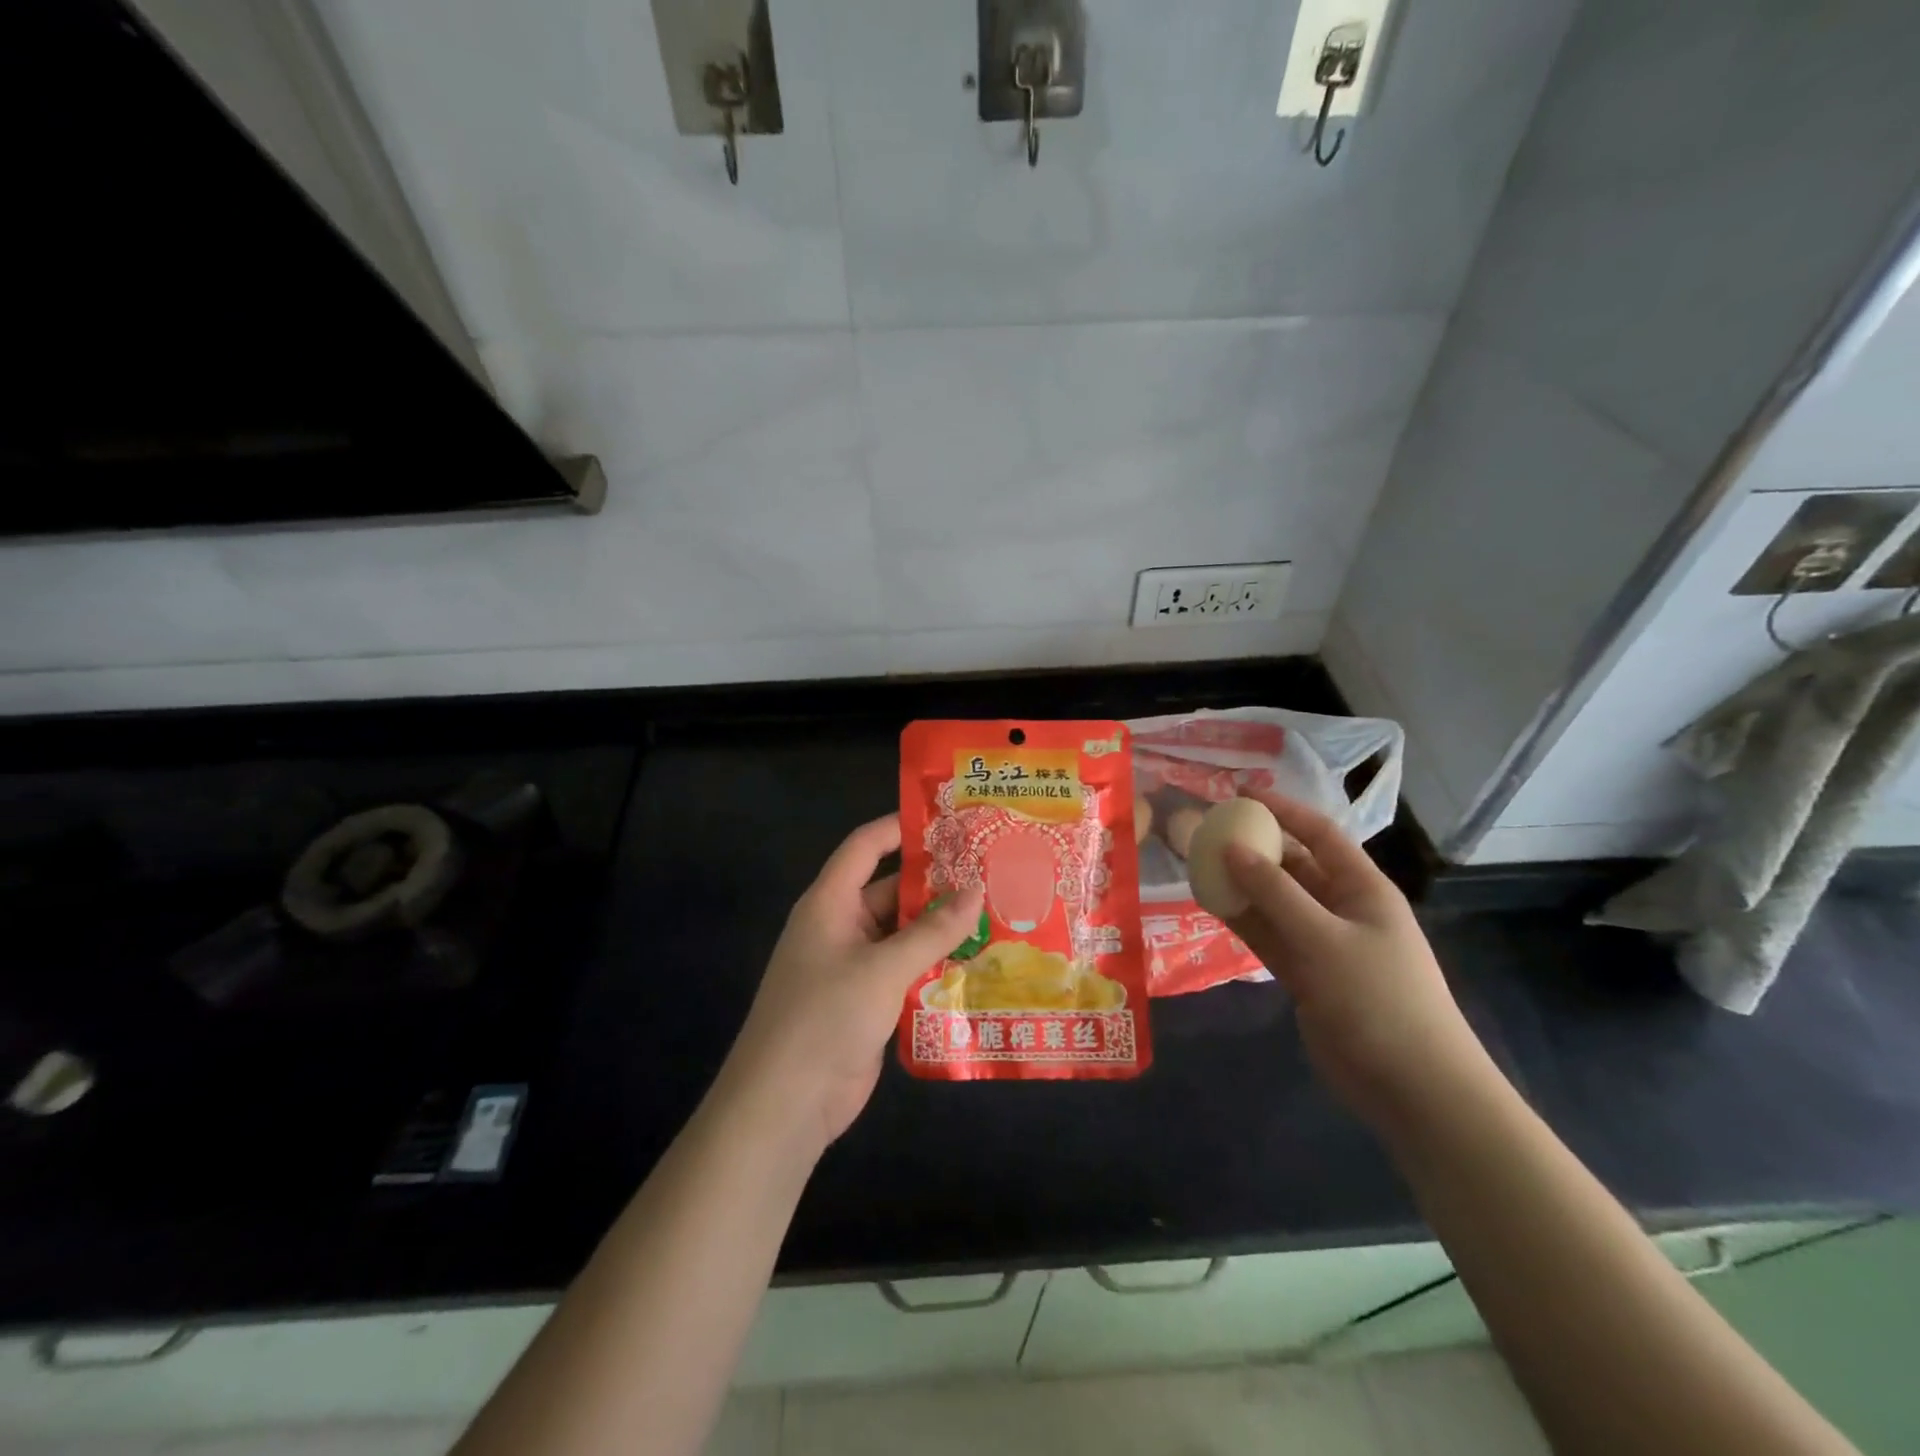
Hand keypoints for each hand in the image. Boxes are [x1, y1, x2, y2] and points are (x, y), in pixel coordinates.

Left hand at [722, 815, 985, 1151]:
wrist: (785, 1104)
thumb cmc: (826, 1018)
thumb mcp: (883, 968)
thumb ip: (933, 931)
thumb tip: (977, 890)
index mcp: (831, 903)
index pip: (865, 847)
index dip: (901, 827)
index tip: (949, 820)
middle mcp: (841, 926)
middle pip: (892, 891)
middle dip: (938, 884)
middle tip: (992, 874)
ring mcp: (854, 966)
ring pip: (904, 934)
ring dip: (942, 928)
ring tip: (997, 914)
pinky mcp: (867, 1001)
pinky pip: (905, 970)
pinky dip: (935, 965)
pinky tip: (977, 963)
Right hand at [1222, 792, 1492, 1133]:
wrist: (1411, 1088)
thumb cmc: (1378, 999)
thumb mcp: (1324, 939)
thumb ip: (1274, 893)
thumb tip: (1232, 848)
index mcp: (1363, 889)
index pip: (1319, 834)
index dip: (1283, 810)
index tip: (1239, 795)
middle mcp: (1342, 909)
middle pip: (1293, 866)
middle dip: (1254, 847)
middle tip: (1208, 832)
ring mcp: (1323, 944)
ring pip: (1275, 902)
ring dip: (1242, 885)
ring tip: (1198, 864)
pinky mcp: (1306, 975)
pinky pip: (1269, 936)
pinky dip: (1243, 921)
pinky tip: (1211, 905)